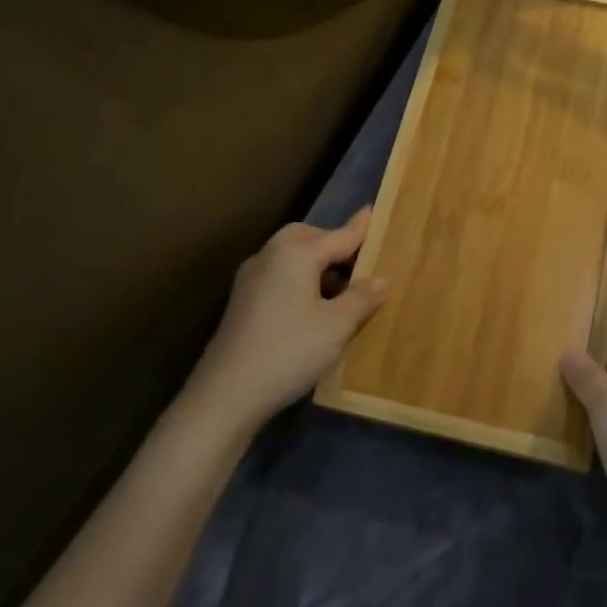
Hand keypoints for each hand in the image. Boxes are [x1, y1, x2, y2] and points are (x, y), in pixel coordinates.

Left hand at [187, 208, 386, 434]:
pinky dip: (299, 280)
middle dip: (333, 244)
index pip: (338, 235)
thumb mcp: (336, 326)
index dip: (360, 228)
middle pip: (308, 238)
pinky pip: (279, 276)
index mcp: (295, 253)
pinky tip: (312, 307)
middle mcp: (270, 256)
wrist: (225, 395)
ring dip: (316, 264)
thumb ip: (361, 298)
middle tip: (359, 262)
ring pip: (291, 257)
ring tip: (340, 289)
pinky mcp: (242, 302)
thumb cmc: (289, 351)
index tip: (374, 211)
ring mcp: (251, 279)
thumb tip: (380, 280)